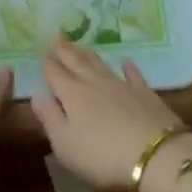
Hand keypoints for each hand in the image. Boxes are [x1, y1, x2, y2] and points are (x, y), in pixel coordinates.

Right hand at [30, 37, 191, 191]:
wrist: (155, 155)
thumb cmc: (102, 156)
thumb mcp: (65, 144)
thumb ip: (49, 118)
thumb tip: (36, 94)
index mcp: (72, 95)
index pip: (55, 74)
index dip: (47, 63)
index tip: (41, 51)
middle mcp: (95, 83)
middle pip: (76, 62)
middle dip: (65, 50)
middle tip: (57, 36)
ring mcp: (122, 85)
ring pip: (101, 64)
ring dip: (88, 54)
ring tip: (80, 46)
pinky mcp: (144, 93)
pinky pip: (133, 74)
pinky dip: (128, 67)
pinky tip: (126, 61)